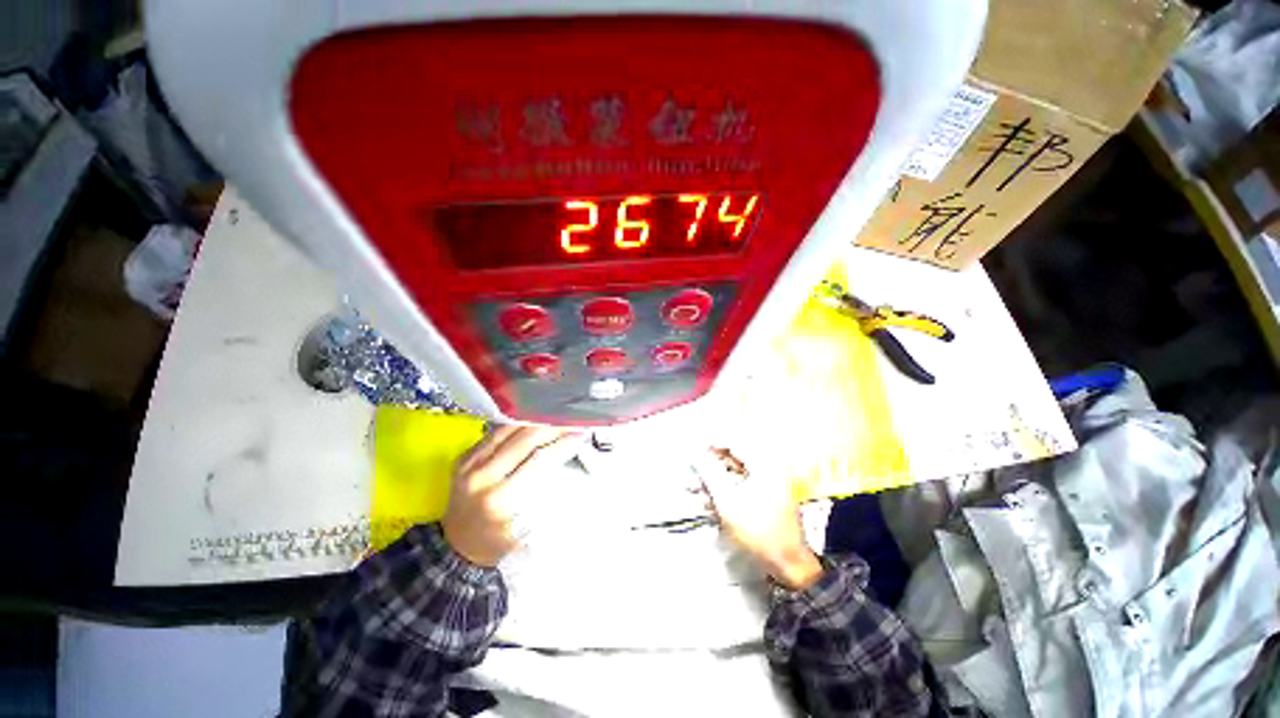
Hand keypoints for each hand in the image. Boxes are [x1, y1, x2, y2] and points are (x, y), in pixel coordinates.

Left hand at [442, 426, 578, 566]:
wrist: (458, 549)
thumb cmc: (499, 541)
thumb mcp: (529, 526)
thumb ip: (546, 490)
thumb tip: (568, 455)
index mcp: (499, 499)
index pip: (539, 459)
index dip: (563, 444)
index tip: (580, 435)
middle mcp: (481, 477)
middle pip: (525, 438)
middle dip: (553, 427)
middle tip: (572, 423)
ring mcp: (469, 464)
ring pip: (510, 428)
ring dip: (537, 421)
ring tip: (556, 418)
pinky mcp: (464, 457)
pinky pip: (496, 431)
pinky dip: (518, 424)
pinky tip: (533, 421)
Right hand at [697, 448, 823, 590]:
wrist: (787, 561)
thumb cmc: (758, 529)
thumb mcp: (727, 500)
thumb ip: (709, 473)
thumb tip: (696, 454)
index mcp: (764, 464)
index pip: (734, 442)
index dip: (712, 443)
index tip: (694, 448)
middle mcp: (769, 467)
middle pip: (734, 457)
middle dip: (712, 464)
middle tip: (694, 471)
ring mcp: (770, 482)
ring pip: (736, 472)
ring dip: (716, 478)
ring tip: (698, 489)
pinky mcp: (768, 496)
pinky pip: (742, 485)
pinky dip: (726, 489)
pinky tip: (711, 501)